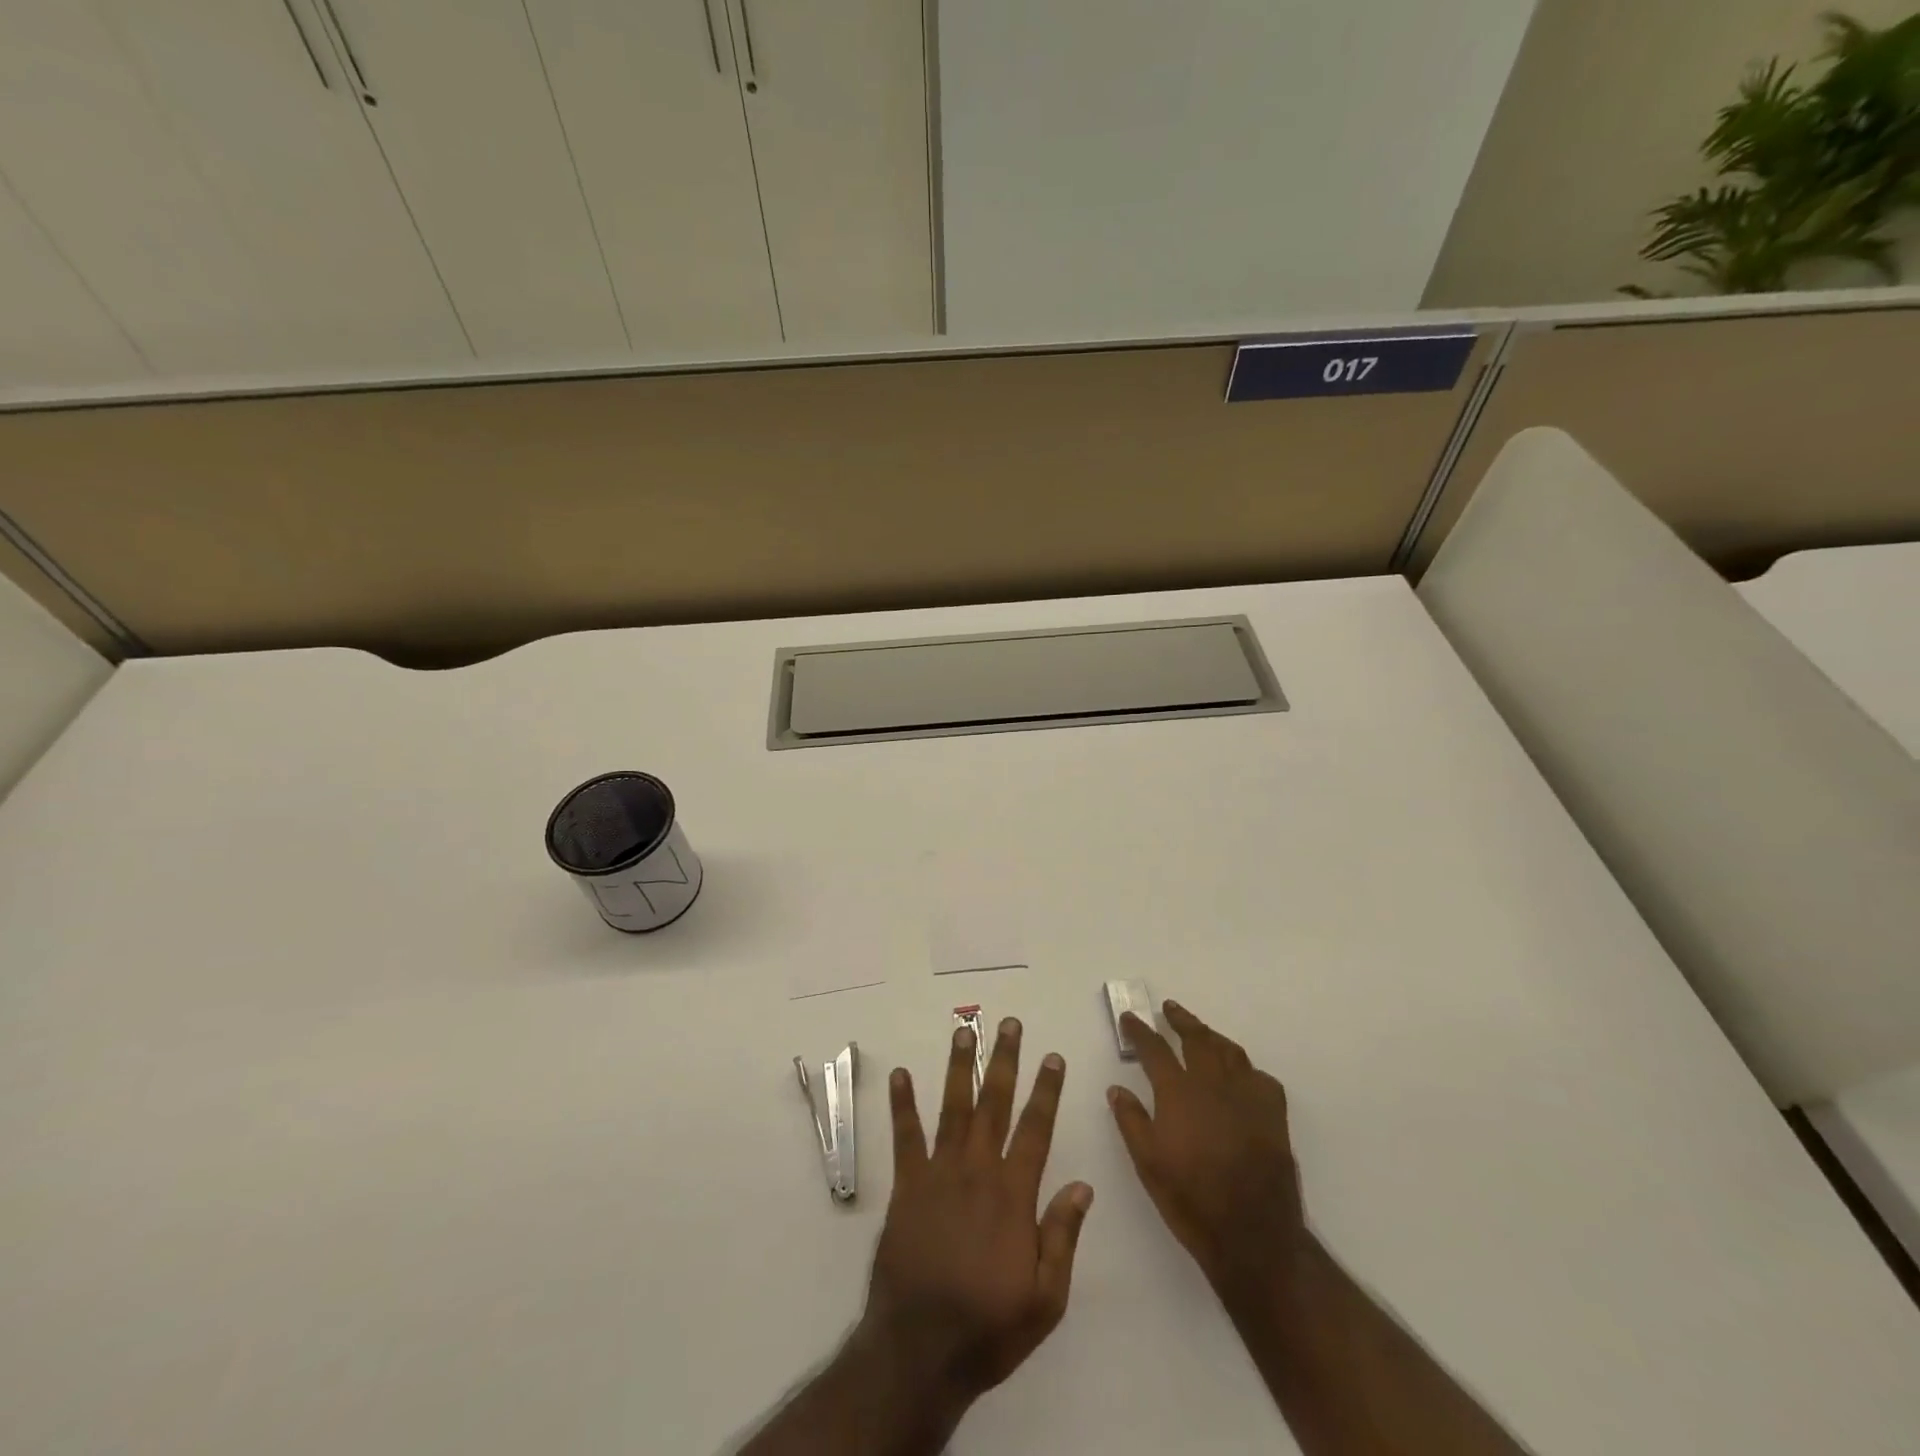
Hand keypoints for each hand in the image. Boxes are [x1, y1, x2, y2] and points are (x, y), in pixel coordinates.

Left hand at [862, 1018, 1093, 1404]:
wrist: (919, 1351)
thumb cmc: (988, 1327)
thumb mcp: (1045, 1299)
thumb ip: (1062, 1237)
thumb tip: (1082, 1185)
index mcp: (1012, 1195)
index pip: (1035, 1130)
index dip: (1046, 1091)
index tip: (1052, 1057)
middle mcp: (976, 1171)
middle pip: (994, 1104)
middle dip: (1004, 1061)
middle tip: (1009, 1024)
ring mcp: (938, 1174)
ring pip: (953, 1108)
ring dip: (960, 1067)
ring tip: (964, 1031)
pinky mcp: (907, 1186)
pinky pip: (905, 1137)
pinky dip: (903, 1104)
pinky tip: (900, 1074)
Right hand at [1109, 1001, 1304, 1288]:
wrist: (1254, 1235)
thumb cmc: (1191, 1200)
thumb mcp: (1148, 1164)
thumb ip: (1131, 1121)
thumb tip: (1117, 1088)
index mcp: (1179, 1093)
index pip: (1155, 1049)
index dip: (1140, 1031)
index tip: (1131, 1018)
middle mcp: (1213, 1084)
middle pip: (1197, 1038)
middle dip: (1180, 1020)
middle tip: (1169, 1009)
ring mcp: (1247, 1096)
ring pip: (1229, 1051)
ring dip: (1212, 1036)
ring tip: (1202, 1031)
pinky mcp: (1273, 1114)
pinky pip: (1259, 1077)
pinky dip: (1245, 1068)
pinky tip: (1240, 1074)